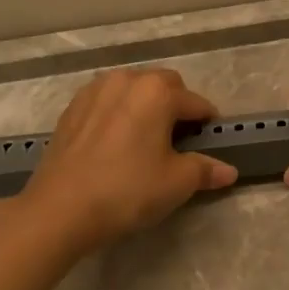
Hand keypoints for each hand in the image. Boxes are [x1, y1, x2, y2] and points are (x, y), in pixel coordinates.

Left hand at [18, 68, 236, 253]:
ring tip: (146, 138)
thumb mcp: (176, 183)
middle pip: (163, 86)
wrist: (60, 209)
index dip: (207, 123)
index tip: (211, 142)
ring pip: (131, 89)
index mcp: (157, 92)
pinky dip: (118, 113)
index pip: (196, 103)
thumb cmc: (128, 190)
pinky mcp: (71, 109)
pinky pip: (106, 102)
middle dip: (176, 106)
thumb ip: (205, 170)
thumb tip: (228, 171)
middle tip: (179, 139)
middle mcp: (126, 80)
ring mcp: (94, 91)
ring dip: (145, 105)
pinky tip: (116, 142)